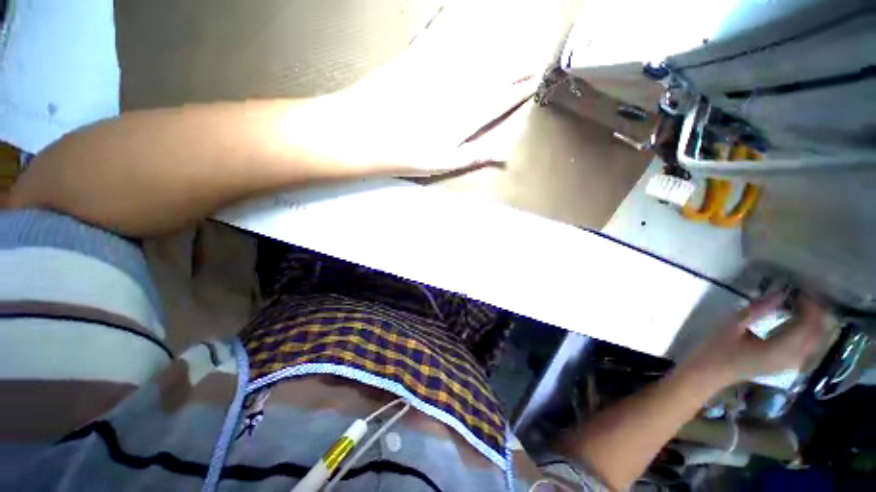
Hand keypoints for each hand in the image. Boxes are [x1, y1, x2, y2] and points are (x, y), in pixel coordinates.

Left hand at [329, 4, 540, 175]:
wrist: (365, 133)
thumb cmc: (406, 156)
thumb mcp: (444, 164)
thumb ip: (475, 155)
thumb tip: (505, 154)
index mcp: (465, 118)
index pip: (499, 102)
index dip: (518, 92)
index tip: (533, 82)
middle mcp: (457, 90)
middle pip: (492, 76)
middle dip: (514, 68)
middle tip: (532, 58)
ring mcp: (437, 71)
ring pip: (473, 54)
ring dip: (495, 46)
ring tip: (511, 39)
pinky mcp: (415, 58)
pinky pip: (439, 36)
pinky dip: (452, 24)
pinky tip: (462, 14)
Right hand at [680, 292, 827, 387]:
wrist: (709, 373)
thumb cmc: (716, 348)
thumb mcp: (731, 325)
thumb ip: (758, 310)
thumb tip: (781, 294)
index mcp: (780, 349)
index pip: (808, 326)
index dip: (810, 306)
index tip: (801, 289)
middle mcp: (792, 359)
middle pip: (817, 334)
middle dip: (816, 313)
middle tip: (803, 295)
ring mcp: (791, 364)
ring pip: (815, 341)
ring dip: (813, 323)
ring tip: (801, 306)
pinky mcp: (787, 365)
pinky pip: (808, 347)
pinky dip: (808, 333)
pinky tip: (797, 323)